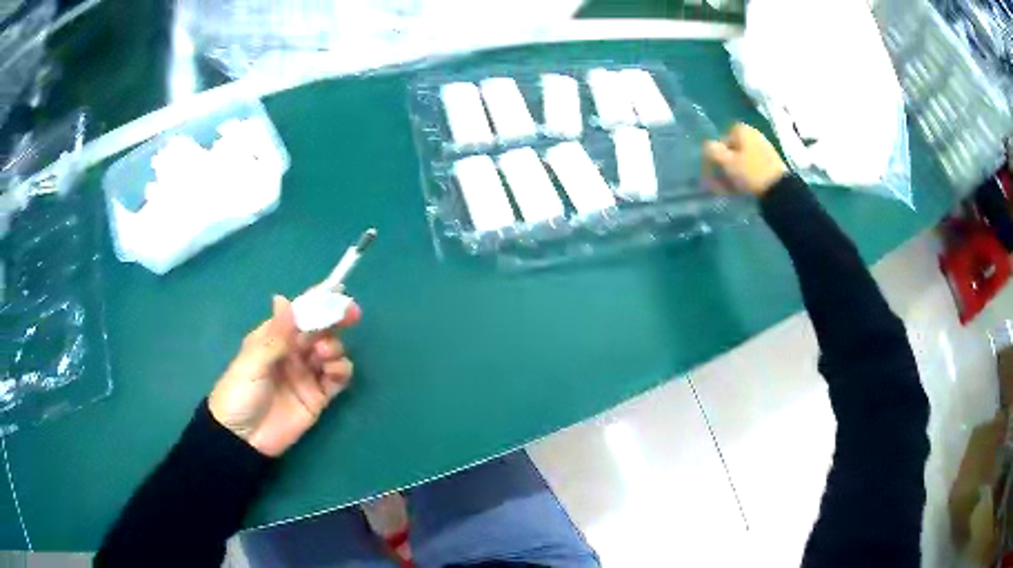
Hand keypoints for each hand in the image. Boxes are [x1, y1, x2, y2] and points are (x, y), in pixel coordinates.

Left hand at [209, 295, 361, 456]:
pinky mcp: (318, 397)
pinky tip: (335, 371)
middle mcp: (292, 352)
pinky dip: (342, 370)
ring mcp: (307, 374)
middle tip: (351, 314)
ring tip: (324, 354)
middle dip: (335, 319)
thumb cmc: (239, 394)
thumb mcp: (252, 362)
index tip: (337, 290)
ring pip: (331, 351)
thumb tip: (283, 298)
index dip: (317, 301)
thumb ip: (275, 336)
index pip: (298, 314)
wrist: (242, 440)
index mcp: (273, 338)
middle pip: (319, 330)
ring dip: (334, 346)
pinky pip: (337, 378)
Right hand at [704, 123, 787, 195]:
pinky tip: (740, 189)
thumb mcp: (727, 162)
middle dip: (722, 168)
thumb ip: (712, 151)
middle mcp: (752, 134)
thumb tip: (706, 146)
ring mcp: (762, 148)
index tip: (711, 172)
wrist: (780, 188)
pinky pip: (750, 166)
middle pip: (731, 151)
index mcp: (741, 130)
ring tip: (728, 190)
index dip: (713, 157)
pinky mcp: (769, 162)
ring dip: (731, 174)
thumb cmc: (751, 172)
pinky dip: (743, 175)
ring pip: (740, 160)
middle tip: (718, 184)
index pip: (720, 141)